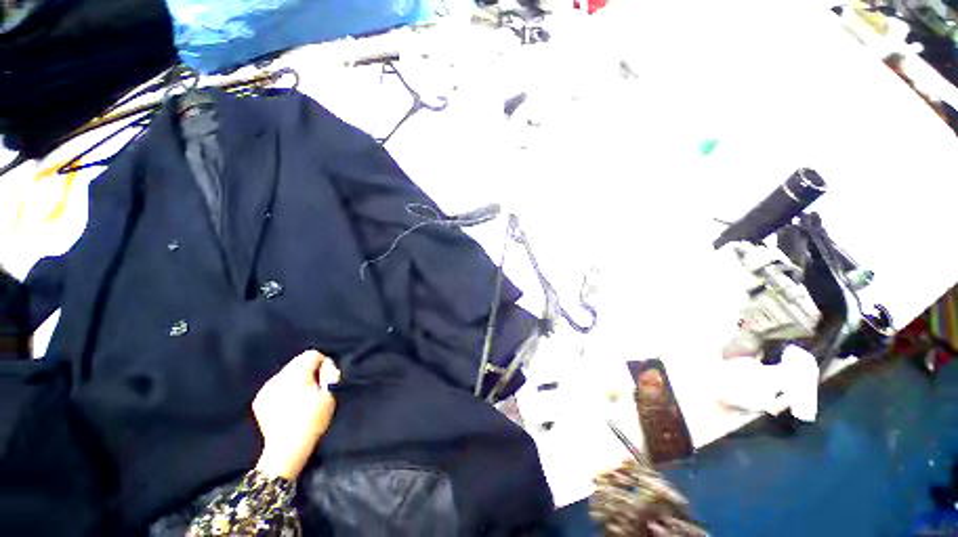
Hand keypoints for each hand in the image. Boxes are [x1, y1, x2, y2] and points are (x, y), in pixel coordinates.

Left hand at [253, 350, 339, 479]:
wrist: (287, 449)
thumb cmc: (312, 420)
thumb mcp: (330, 395)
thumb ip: (330, 373)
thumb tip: (327, 364)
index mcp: (295, 375)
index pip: (312, 354)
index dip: (323, 364)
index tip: (324, 380)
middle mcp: (278, 377)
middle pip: (298, 362)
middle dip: (309, 371)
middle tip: (314, 390)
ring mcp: (266, 389)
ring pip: (287, 373)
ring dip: (296, 380)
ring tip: (301, 398)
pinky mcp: (259, 400)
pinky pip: (276, 385)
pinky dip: (284, 389)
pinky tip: (289, 405)